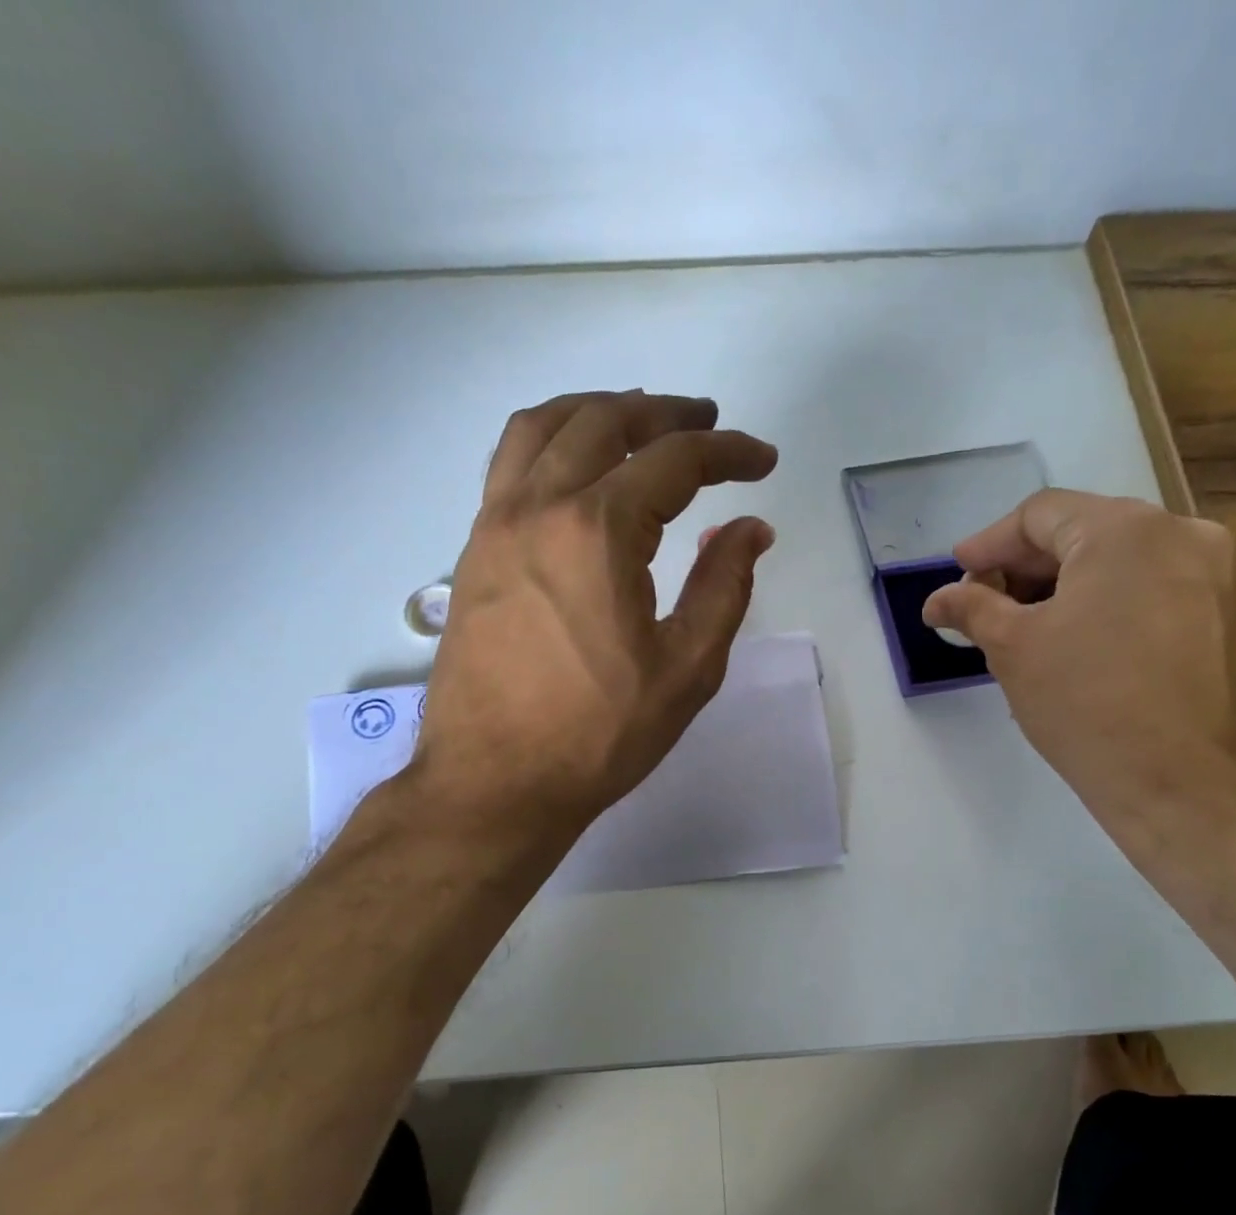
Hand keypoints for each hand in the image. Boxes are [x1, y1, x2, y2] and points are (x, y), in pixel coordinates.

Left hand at [409, 391, 777, 836]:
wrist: (495, 782)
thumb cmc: (597, 735)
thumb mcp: (686, 669)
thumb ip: (724, 588)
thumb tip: (750, 530)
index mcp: (597, 532)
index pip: (674, 461)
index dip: (728, 453)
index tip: (762, 461)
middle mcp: (539, 507)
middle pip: (605, 422)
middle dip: (666, 414)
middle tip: (707, 424)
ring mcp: (495, 524)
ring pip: (544, 427)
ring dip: (598, 410)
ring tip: (639, 422)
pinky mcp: (473, 550)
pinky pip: (510, 463)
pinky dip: (550, 440)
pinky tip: (576, 466)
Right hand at [921, 489, 1235, 833]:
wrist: (1190, 786)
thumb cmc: (1088, 705)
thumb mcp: (1013, 650)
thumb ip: (971, 609)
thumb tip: (937, 600)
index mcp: (1126, 530)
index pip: (1040, 514)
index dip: (989, 544)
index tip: (958, 576)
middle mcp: (1183, 534)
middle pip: (1084, 532)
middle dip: (1025, 568)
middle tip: (984, 606)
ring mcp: (1218, 576)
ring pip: (1121, 563)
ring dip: (1065, 587)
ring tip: (1026, 630)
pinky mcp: (1232, 618)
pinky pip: (1153, 591)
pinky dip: (1107, 605)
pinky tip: (1079, 647)